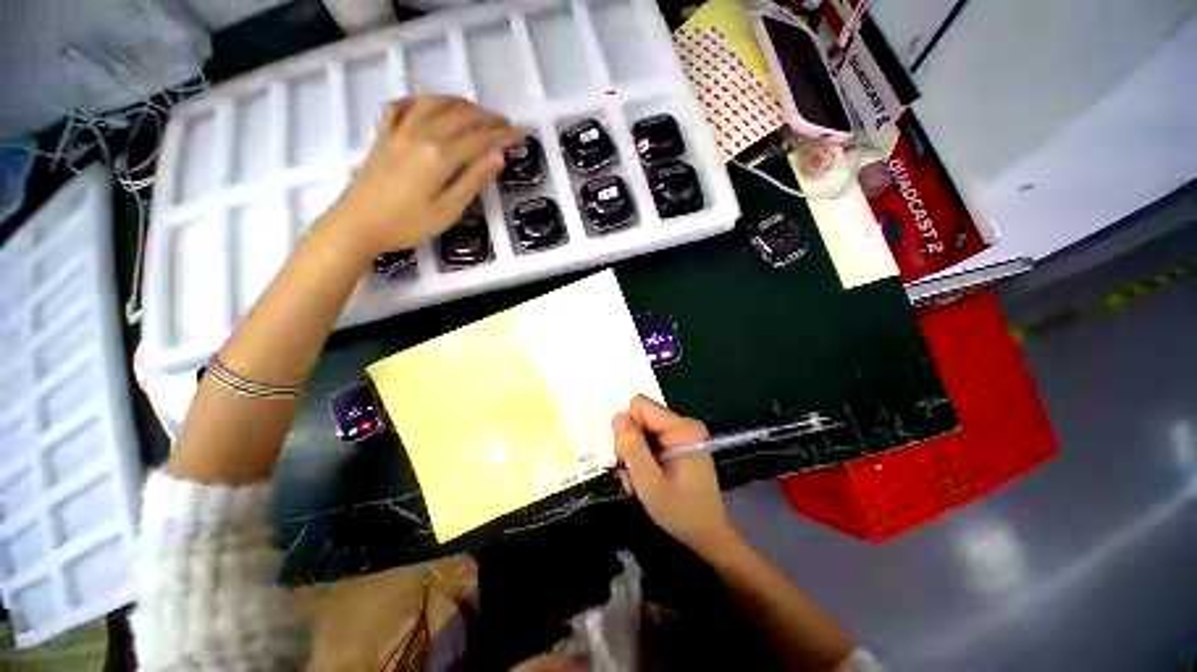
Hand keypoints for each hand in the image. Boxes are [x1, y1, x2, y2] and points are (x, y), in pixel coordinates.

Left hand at [324, 96, 519, 257]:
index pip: (479, 137)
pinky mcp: (384, 134)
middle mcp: (420, 133)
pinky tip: (428, 104)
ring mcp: (398, 130)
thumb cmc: (407, 225)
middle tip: (505, 124)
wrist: (357, 224)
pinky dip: (420, 100)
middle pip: (460, 114)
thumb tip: (498, 157)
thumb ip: (473, 180)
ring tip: (477, 112)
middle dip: (487, 117)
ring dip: (459, 103)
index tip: (519, 135)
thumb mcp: (447, 210)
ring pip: (434, 103)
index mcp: (439, 155)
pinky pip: (402, 105)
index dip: (502, 134)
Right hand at [613, 395, 737, 556]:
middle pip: (640, 418)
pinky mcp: (680, 443)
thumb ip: (631, 447)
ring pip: (642, 430)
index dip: (629, 429)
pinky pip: (651, 439)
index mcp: (682, 428)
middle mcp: (684, 424)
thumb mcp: (648, 481)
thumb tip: (618, 417)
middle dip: (631, 445)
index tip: (631, 457)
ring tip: (639, 481)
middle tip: (634, 473)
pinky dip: (643, 458)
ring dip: (635, 455)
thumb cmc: (679, 510)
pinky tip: (646, 478)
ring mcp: (683, 433)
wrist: (706, 534)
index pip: (640, 406)